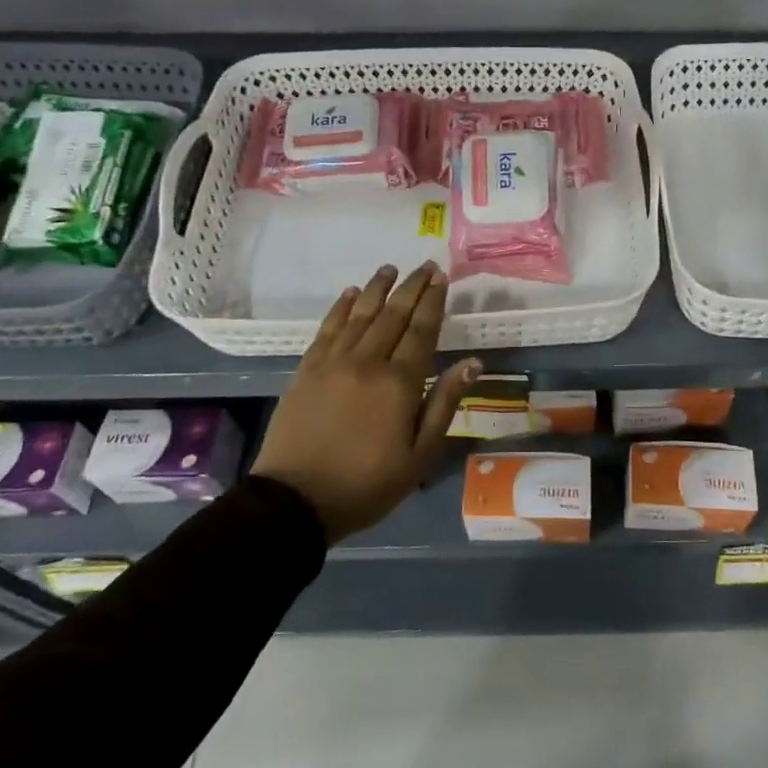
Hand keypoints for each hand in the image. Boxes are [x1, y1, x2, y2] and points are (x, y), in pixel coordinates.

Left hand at [251, 262, 479, 542]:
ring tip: (390, 269)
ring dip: (378, 289)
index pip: (422, 330)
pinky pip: (327, 328)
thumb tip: (472, 362)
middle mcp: (367, 361)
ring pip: (360, 314)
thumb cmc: (367, 483)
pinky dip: (341, 307)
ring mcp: (333, 362)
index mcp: (399, 382)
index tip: (442, 277)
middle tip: (425, 266)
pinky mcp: (307, 370)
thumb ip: (445, 404)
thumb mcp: (419, 455)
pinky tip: (350, 294)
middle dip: (411, 287)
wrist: (295, 501)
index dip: (433, 301)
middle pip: (393, 315)